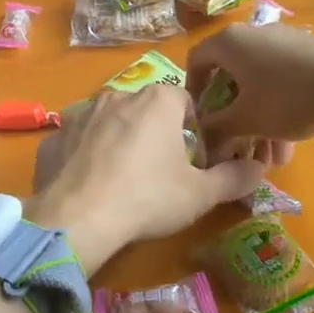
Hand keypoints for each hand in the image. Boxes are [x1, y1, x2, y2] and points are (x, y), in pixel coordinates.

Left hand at [26, 85, 264, 272]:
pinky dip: (84, 157)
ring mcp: (80, 114)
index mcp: (156, 100)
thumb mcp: (201, 194)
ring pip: (108, 123)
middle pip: (145, 110)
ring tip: (122, 181)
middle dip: (155, 134)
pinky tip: (89, 186)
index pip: (185, 101)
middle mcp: (117, 95)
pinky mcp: (54, 137)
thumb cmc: (148, 197)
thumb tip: (259, 168)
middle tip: (159, 173)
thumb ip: (234, 178)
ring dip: (118, 142)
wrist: (78, 217)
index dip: (194, 129)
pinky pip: (77, 142)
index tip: (193, 159)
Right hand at [187, 26, 313, 163]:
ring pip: (258, 85)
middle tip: (236, 147)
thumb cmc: (288, 98)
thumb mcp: (246, 119)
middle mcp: (252, 34)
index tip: (199, 118)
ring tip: (270, 159)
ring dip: (258, 121)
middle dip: (232, 118)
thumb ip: (217, 127)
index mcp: (229, 42)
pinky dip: (278, 109)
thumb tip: (202, 135)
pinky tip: (289, 144)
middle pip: (230, 78)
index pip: (196, 61)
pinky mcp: (308, 52)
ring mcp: (283, 41)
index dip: (192, 91)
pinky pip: (281, 81)